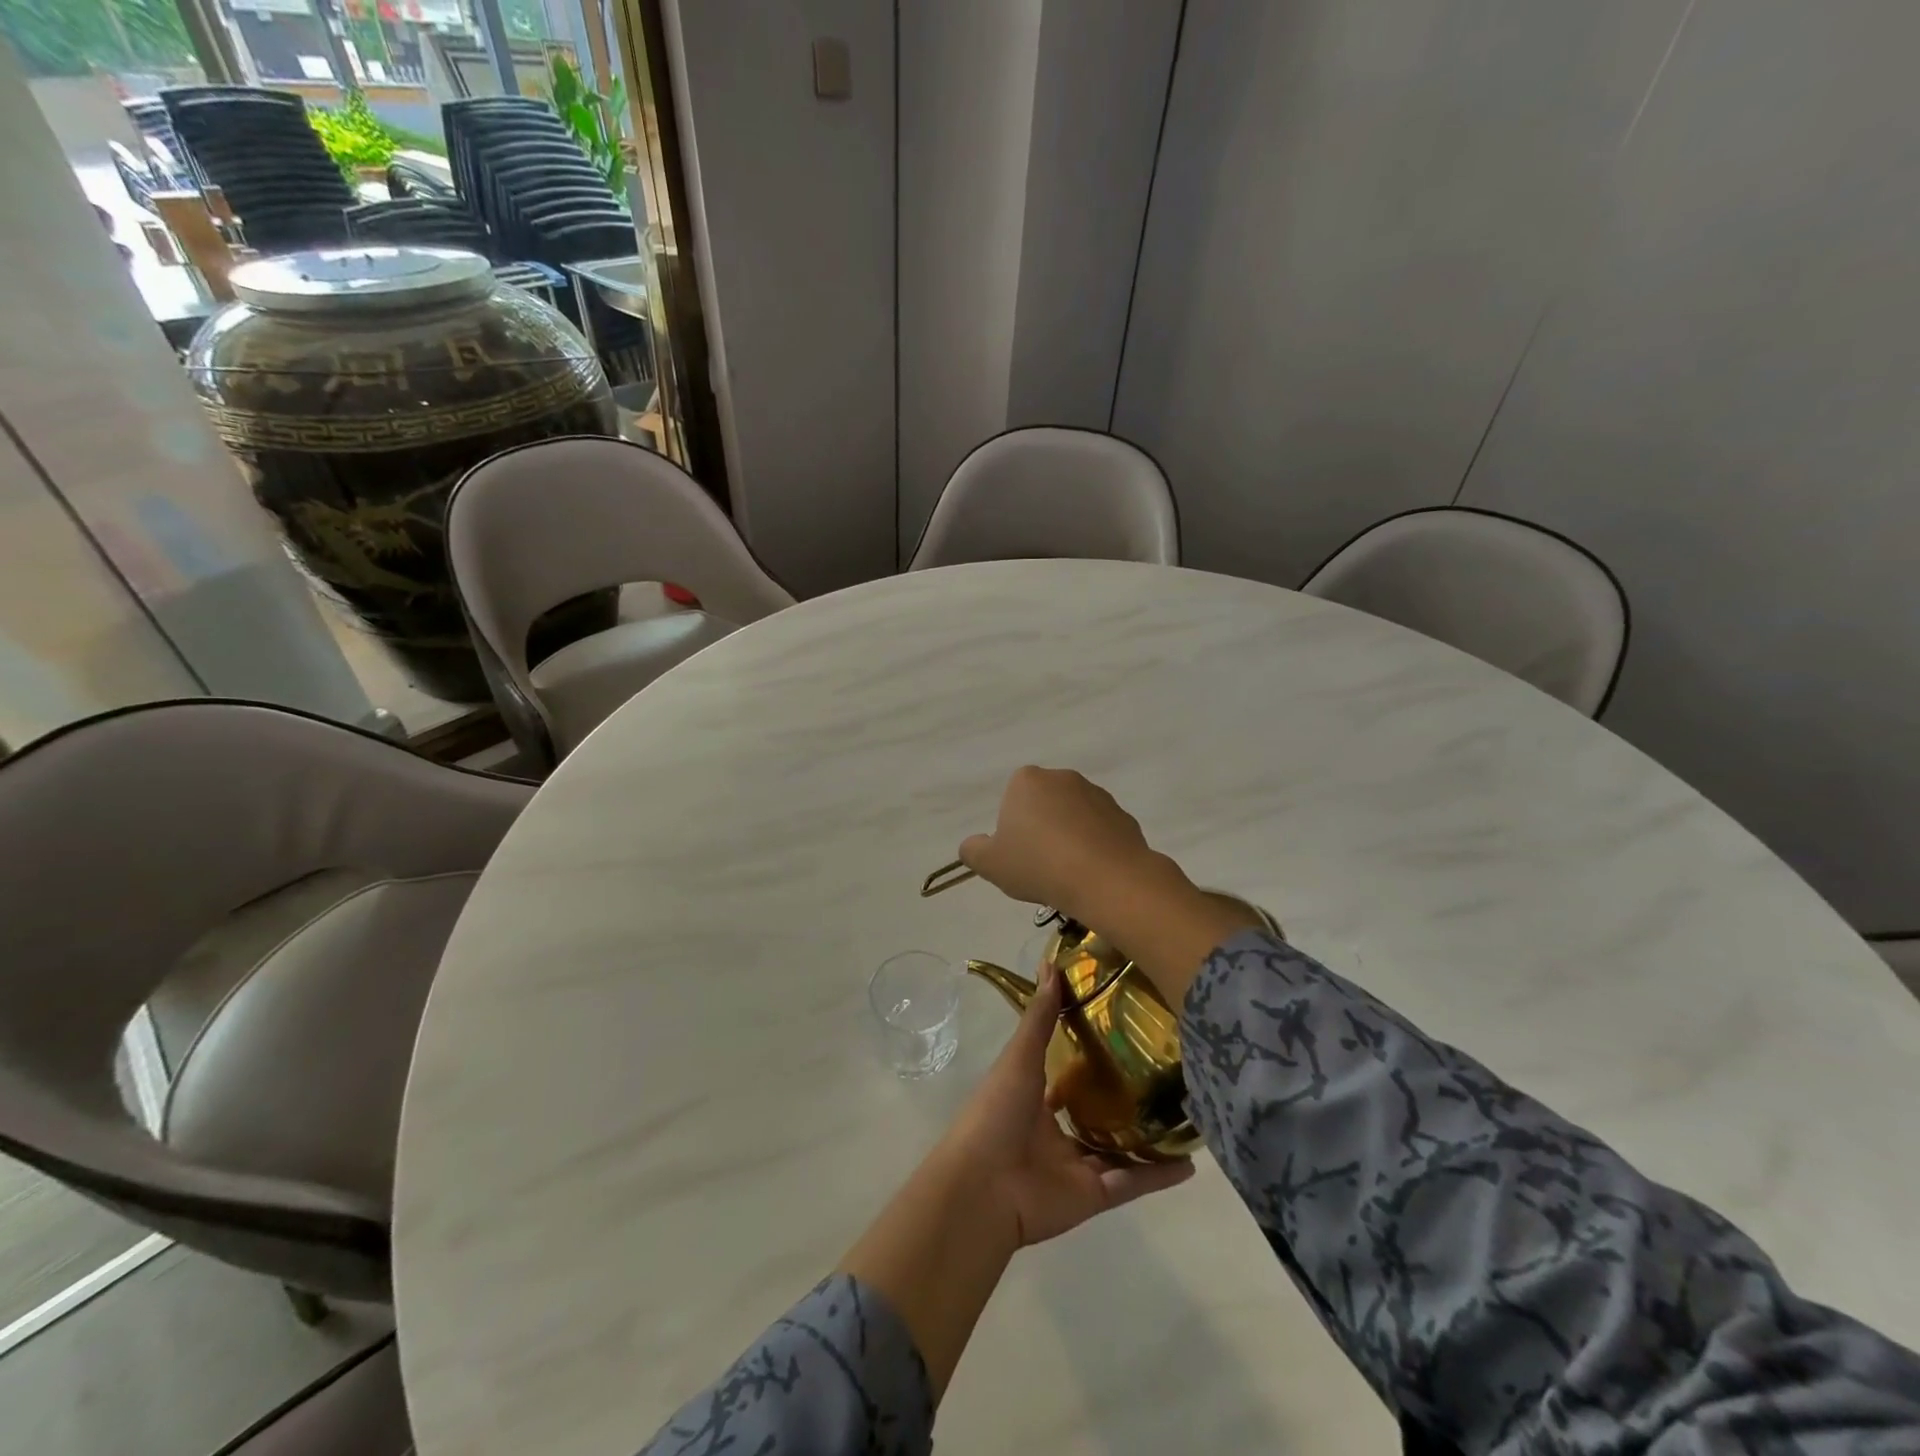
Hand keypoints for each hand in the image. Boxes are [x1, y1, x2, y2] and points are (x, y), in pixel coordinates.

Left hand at [937, 957, 1193, 1249]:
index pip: (1067, 1076)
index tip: (1125, 1034)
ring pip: (1119, 1151)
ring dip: (1148, 1138)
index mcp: (1034, 1099)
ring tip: (1185, 1117)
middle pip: (1096, 1115)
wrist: (983, 1187)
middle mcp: (1055, 1132)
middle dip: (1124, 1100)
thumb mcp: (1019, 1057)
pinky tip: (1191, 1162)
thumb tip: (1051, 963)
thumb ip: (1040, 1016)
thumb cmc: (996, 1112)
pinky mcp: (1093, 1197)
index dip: (1090, 1057)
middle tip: (1165, 1075)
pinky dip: (1159, 1176)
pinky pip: (1132, 1183)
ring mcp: (1074, 1167)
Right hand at [958, 767, 1164, 923]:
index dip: (1013, 827)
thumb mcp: (990, 864)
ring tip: (1069, 872)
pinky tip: (1093, 872)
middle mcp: (1063, 777)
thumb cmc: (1038, 865)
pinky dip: (1096, 846)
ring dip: (1070, 836)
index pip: (1013, 798)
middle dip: (1042, 828)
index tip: (1018, 854)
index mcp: (1027, 780)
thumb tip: (972, 845)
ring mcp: (1097, 794)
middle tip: (1041, 865)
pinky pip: (1101, 830)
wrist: (1105, 878)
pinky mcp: (1123, 815)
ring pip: (1074, 816)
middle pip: (1045, 803)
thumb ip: (973, 850)